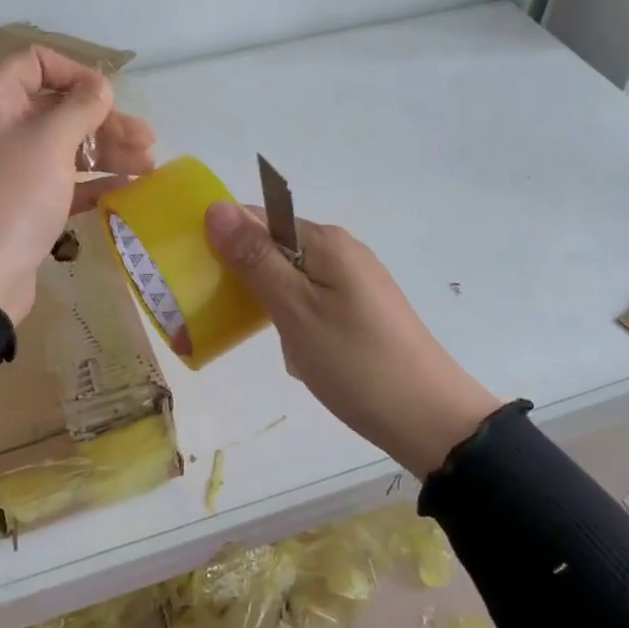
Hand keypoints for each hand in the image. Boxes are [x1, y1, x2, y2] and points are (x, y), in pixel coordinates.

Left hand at [0, 47, 155, 322]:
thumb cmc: (12, 196)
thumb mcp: (50, 142)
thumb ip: (80, 108)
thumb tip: (99, 87)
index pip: (34, 63)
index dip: (76, 73)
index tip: (109, 96)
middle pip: (56, 109)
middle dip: (104, 122)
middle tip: (147, 140)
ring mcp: (5, 169)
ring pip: (62, 147)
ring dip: (105, 153)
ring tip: (148, 167)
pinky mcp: (17, 204)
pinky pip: (59, 182)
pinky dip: (90, 183)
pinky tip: (126, 190)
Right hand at [204, 202, 502, 477]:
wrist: (430, 419)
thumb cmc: (355, 363)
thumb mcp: (295, 310)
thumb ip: (255, 259)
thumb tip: (216, 207)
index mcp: (326, 241)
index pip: (258, 218)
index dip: (224, 240)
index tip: (198, 277)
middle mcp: (342, 250)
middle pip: (274, 247)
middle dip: (244, 277)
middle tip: (223, 317)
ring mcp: (355, 281)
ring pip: (290, 278)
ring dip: (268, 303)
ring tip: (263, 340)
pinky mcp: (361, 309)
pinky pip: (311, 300)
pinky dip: (292, 320)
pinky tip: (295, 351)